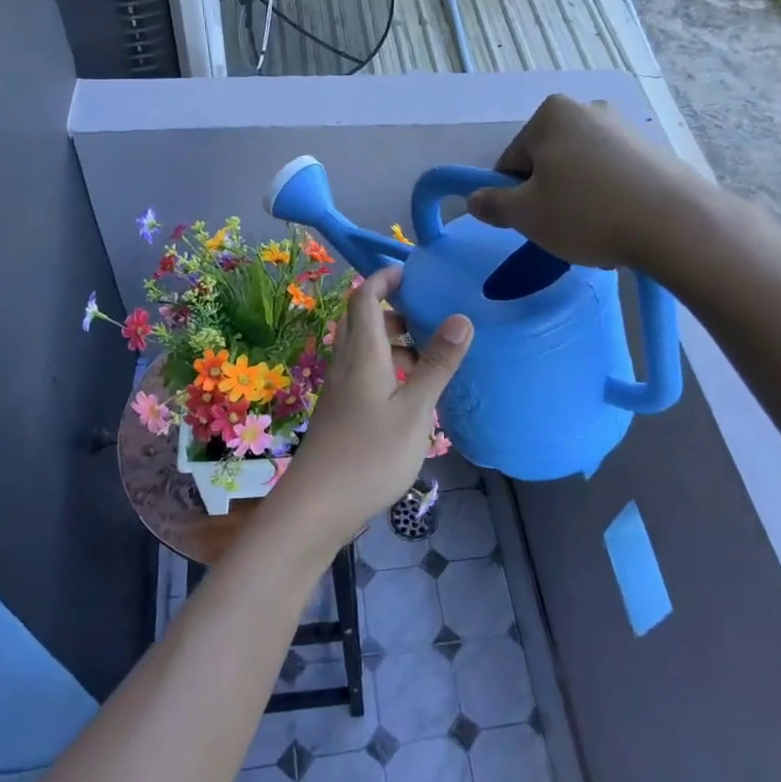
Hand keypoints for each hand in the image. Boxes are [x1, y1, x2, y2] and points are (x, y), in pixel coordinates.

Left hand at [271, 265, 472, 553]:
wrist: (318, 506)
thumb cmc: (370, 454)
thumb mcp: (414, 410)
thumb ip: (438, 364)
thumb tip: (462, 317)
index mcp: (362, 353)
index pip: (365, 297)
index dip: (385, 279)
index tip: (414, 275)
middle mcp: (346, 363)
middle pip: (363, 319)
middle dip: (393, 309)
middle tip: (429, 315)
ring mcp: (340, 389)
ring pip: (364, 348)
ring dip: (393, 342)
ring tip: (429, 356)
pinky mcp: (341, 411)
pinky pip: (363, 372)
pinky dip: (387, 367)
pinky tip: (411, 392)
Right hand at [466, 96, 707, 269]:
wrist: (673, 223)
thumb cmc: (586, 214)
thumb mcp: (526, 215)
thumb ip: (493, 205)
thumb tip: (474, 199)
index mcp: (551, 114)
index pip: (511, 160)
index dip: (512, 196)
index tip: (528, 223)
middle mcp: (587, 109)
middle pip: (547, 162)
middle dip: (547, 196)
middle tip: (559, 230)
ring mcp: (624, 128)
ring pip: (580, 172)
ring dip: (576, 200)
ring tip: (592, 232)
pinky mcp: (651, 151)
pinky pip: (612, 177)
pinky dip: (607, 200)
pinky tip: (618, 225)